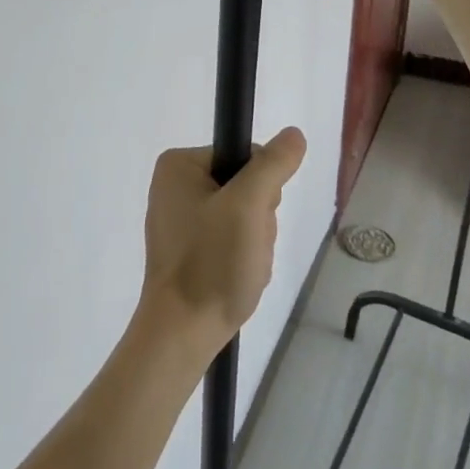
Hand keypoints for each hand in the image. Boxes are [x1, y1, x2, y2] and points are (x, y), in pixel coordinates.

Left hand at [139, 129, 306, 354]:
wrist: (182, 334)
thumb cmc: (211, 263)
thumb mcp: (247, 206)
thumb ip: (272, 165)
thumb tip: (294, 134)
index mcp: (179, 165)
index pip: (247, 156)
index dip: (263, 188)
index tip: (253, 218)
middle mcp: (175, 185)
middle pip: (246, 186)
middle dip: (259, 220)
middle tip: (245, 247)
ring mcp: (181, 218)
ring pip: (244, 216)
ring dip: (255, 242)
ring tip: (241, 267)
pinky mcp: (189, 248)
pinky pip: (231, 239)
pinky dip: (243, 258)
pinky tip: (235, 278)